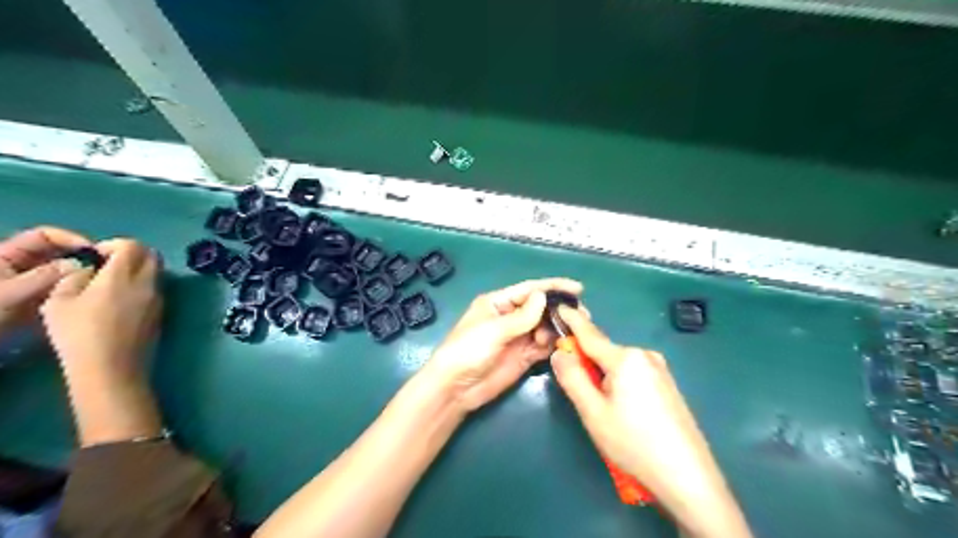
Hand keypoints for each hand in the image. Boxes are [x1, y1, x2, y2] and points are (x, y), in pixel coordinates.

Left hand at [1, 228, 90, 335]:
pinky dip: (77, 290)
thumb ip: (45, 276)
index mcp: (7, 254)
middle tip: (105, 268)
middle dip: (81, 258)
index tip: (95, 252)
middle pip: (58, 252)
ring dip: (81, 275)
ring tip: (99, 283)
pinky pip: (64, 288)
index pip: (44, 235)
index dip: (70, 239)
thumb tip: (82, 264)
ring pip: (64, 271)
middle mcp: (22, 264)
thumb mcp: (11, 292)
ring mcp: (31, 281)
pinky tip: (87, 297)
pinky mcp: (39, 298)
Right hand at [40, 239, 163, 445]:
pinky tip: (123, 301)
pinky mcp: (163, 312)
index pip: (133, 245)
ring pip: (157, 272)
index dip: (114, 244)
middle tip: (108, 265)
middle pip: (152, 255)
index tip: (97, 256)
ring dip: (140, 269)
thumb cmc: (79, 334)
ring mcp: (160, 298)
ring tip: (113, 284)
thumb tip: (90, 269)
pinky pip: (157, 289)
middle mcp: (149, 283)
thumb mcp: (59, 302)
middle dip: (132, 253)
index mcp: (124, 275)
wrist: (112, 367)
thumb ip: (75, 277)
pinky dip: (144, 285)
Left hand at [426, 277, 584, 412]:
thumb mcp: (494, 330)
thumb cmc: (468, 350)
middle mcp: (510, 317)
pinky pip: (544, 346)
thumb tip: (543, 296)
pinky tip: (566, 344)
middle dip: (559, 309)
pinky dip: (555, 344)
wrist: (456, 388)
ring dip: (559, 327)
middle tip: (582, 314)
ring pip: (545, 327)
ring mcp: (518, 337)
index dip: (553, 287)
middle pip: (540, 308)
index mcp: (499, 303)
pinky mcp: (524, 356)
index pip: (530, 290)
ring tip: (576, 331)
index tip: (577, 288)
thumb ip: (522, 316)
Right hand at [551, 308, 751, 537]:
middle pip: (604, 353)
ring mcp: (660, 370)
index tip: (559, 306)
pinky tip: (625, 414)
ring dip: (603, 377)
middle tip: (578, 392)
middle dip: (586, 363)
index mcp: (625, 358)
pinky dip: (619, 384)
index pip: (590, 334)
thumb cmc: (633, 443)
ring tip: (604, 412)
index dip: (572, 321)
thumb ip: (572, 377)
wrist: (687, 477)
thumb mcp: (593, 412)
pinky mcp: (667, 385)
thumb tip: (560, 352)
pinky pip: (633, 375)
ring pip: (618, 366)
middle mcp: (644, 355)